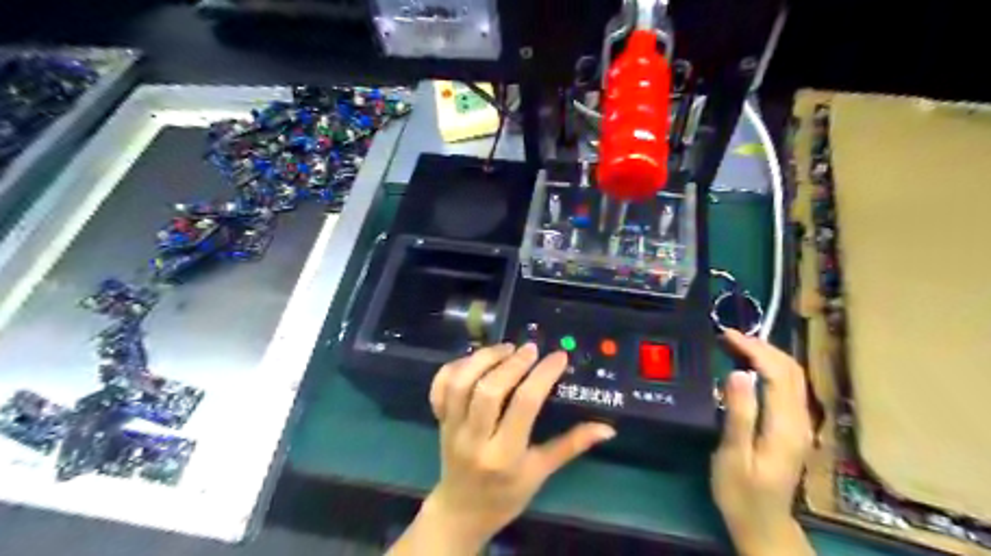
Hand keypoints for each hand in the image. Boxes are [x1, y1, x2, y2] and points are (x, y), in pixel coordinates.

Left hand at [388, 343, 617, 555]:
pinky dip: (454, 366)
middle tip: (531, 349)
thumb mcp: (540, 473)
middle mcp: (475, 438)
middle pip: (489, 390)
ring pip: (461, 383)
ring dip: (483, 358)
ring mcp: (451, 428)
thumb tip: (607, 428)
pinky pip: (440, 386)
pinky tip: (476, 360)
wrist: (461, 511)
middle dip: (512, 363)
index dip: (543, 375)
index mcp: (505, 455)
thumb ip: (571, 446)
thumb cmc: (506, 495)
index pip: (524, 405)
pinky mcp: (439, 420)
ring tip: (506, 349)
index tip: (558, 357)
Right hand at [713, 330, 812, 555]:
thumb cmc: (740, 491)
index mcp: (785, 426)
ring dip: (768, 355)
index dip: (753, 349)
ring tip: (737, 344)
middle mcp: (799, 420)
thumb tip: (737, 373)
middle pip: (791, 370)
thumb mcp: (733, 456)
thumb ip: (739, 415)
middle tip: (729, 336)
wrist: (762, 523)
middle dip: (762, 346)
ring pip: (793, 376)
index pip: (776, 373)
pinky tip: (751, 367)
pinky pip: (788, 386)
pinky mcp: (793, 427)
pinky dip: (771, 368)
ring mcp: (800, 424)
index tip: (726, 335)